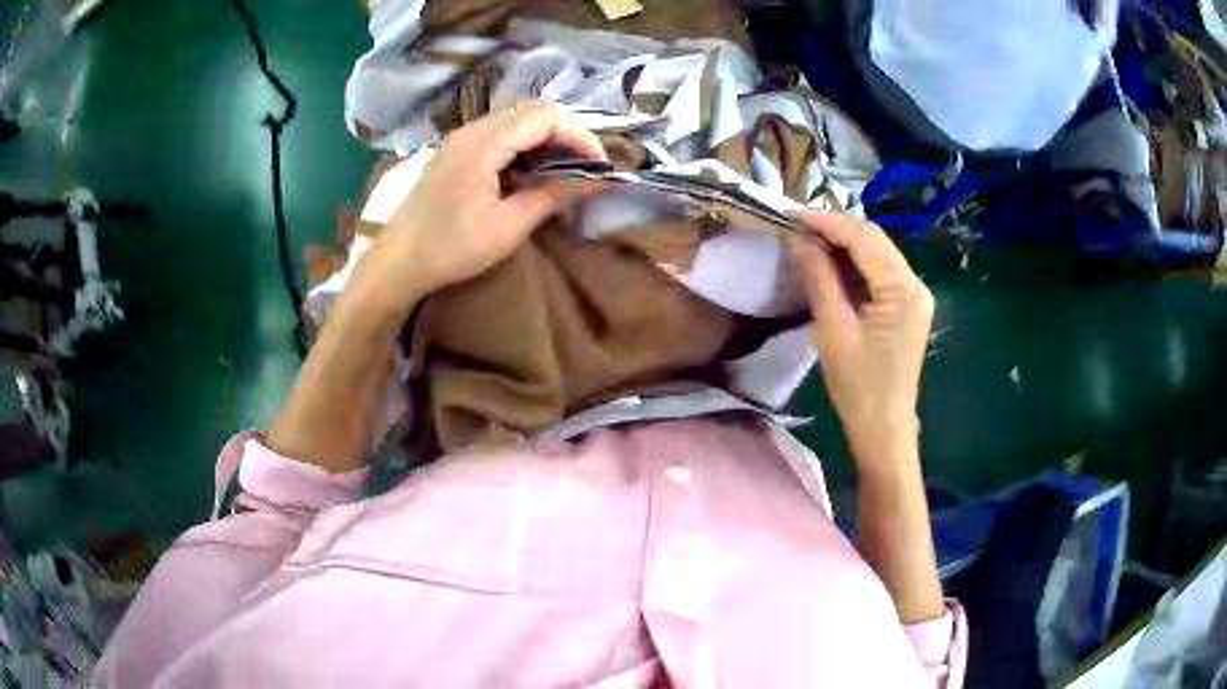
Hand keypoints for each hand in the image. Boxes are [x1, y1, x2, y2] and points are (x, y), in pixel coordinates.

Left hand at [348, 101, 606, 315]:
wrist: (397, 263)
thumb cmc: (450, 248)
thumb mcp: (507, 227)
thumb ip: (552, 196)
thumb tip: (596, 181)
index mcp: (483, 142)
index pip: (546, 116)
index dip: (581, 136)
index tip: (601, 166)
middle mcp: (472, 129)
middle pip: (533, 110)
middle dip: (567, 134)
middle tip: (586, 168)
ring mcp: (461, 138)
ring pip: (517, 119)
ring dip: (547, 138)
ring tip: (565, 170)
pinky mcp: (456, 150)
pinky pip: (501, 133)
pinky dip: (526, 145)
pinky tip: (533, 171)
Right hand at [790, 213, 933, 459]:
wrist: (884, 428)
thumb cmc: (858, 387)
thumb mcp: (833, 331)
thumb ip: (821, 279)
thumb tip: (802, 241)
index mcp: (902, 290)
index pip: (863, 238)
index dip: (827, 222)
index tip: (791, 214)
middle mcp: (916, 284)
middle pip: (875, 239)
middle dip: (836, 228)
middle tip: (797, 226)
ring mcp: (916, 295)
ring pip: (879, 252)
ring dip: (846, 244)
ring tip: (809, 240)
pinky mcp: (910, 306)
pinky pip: (882, 271)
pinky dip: (857, 263)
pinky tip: (833, 264)